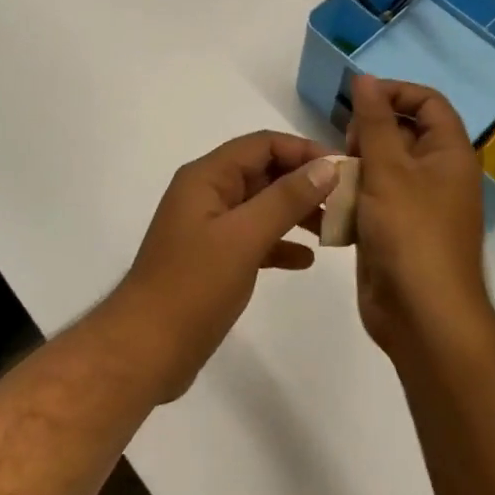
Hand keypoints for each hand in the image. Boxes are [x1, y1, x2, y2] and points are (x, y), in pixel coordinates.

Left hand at [99, 132, 338, 400]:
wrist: (146, 349)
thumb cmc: (193, 286)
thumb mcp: (244, 237)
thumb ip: (286, 198)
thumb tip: (327, 165)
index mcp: (207, 177)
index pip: (262, 145)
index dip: (304, 151)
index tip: (345, 170)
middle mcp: (207, 194)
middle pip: (263, 172)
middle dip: (305, 182)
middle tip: (349, 202)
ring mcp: (209, 227)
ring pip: (261, 206)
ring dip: (296, 213)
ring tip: (336, 230)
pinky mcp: (213, 258)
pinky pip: (254, 238)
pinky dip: (280, 244)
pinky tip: (306, 260)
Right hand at [348, 76, 492, 357]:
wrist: (421, 316)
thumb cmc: (410, 233)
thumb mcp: (388, 169)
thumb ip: (373, 121)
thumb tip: (365, 79)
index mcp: (449, 155)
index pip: (428, 103)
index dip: (394, 93)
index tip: (358, 101)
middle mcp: (437, 175)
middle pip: (403, 132)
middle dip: (368, 132)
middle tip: (346, 147)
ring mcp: (416, 204)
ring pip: (382, 166)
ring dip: (355, 165)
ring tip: (336, 176)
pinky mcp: (395, 230)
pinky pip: (372, 197)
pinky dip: (352, 195)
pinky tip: (332, 204)